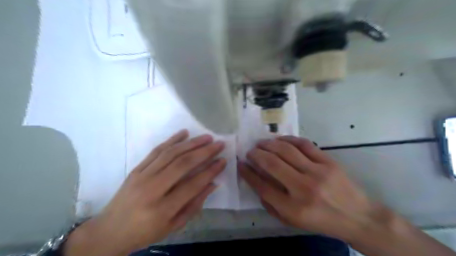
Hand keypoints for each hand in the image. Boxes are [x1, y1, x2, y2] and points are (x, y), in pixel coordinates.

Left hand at [65, 130, 224, 255]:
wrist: (109, 231)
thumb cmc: (145, 232)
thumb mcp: (173, 226)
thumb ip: (195, 204)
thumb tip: (213, 183)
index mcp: (163, 209)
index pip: (193, 184)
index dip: (211, 171)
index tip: (223, 161)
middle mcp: (152, 189)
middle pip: (182, 164)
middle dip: (204, 152)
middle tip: (219, 144)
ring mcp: (142, 176)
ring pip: (171, 153)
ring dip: (191, 143)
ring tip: (206, 137)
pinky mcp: (136, 168)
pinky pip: (156, 150)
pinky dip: (171, 140)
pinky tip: (184, 133)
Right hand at [239, 136, 381, 241]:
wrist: (358, 217)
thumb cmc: (321, 221)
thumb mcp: (292, 221)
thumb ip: (271, 204)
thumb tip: (256, 181)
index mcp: (293, 208)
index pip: (262, 186)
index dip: (248, 173)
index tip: (241, 164)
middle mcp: (303, 188)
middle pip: (271, 164)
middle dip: (256, 155)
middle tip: (250, 151)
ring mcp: (317, 172)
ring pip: (286, 150)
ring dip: (269, 144)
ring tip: (261, 143)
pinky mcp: (328, 161)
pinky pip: (304, 144)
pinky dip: (288, 139)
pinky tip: (279, 140)